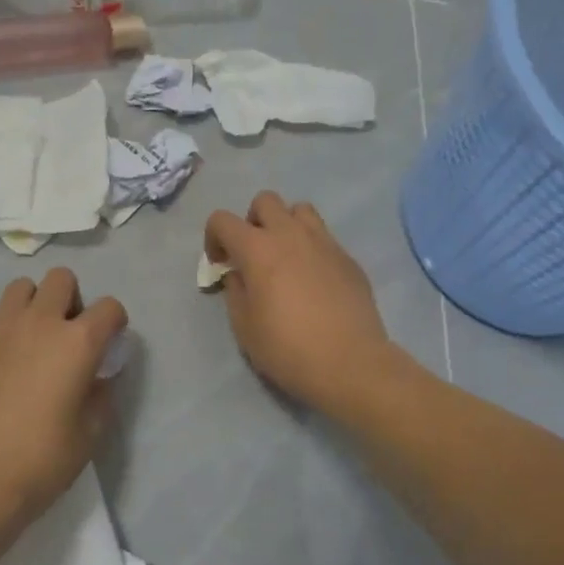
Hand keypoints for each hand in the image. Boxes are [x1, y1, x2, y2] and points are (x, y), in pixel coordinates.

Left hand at [0, 268, 126, 538]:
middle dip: (72, 299)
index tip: (109, 345)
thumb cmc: (39, 463)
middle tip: (69, 335)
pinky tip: (0, 375)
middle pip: (60, 279)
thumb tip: (99, 376)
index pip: (109, 307)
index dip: (115, 322)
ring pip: (20, 289)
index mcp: (75, 342)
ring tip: (34, 342)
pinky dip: (3, 339)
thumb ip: (101, 395)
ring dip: (34, 305)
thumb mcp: (89, 435)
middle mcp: (37, 324)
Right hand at [205, 192, 398, 418]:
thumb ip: (235, 291)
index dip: (213, 237)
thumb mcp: (244, 327)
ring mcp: (324, 242)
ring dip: (286, 225)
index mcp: (258, 249)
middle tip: (253, 254)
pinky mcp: (348, 258)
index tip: (220, 264)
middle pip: (265, 201)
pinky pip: (324, 237)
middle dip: (252, 221)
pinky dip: (312, 248)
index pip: (222, 219)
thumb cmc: (288, 348)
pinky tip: (314, 280)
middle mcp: (290, 234)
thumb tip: (239, 274)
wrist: (350, 363)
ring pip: (300, 210)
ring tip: (286, 257)